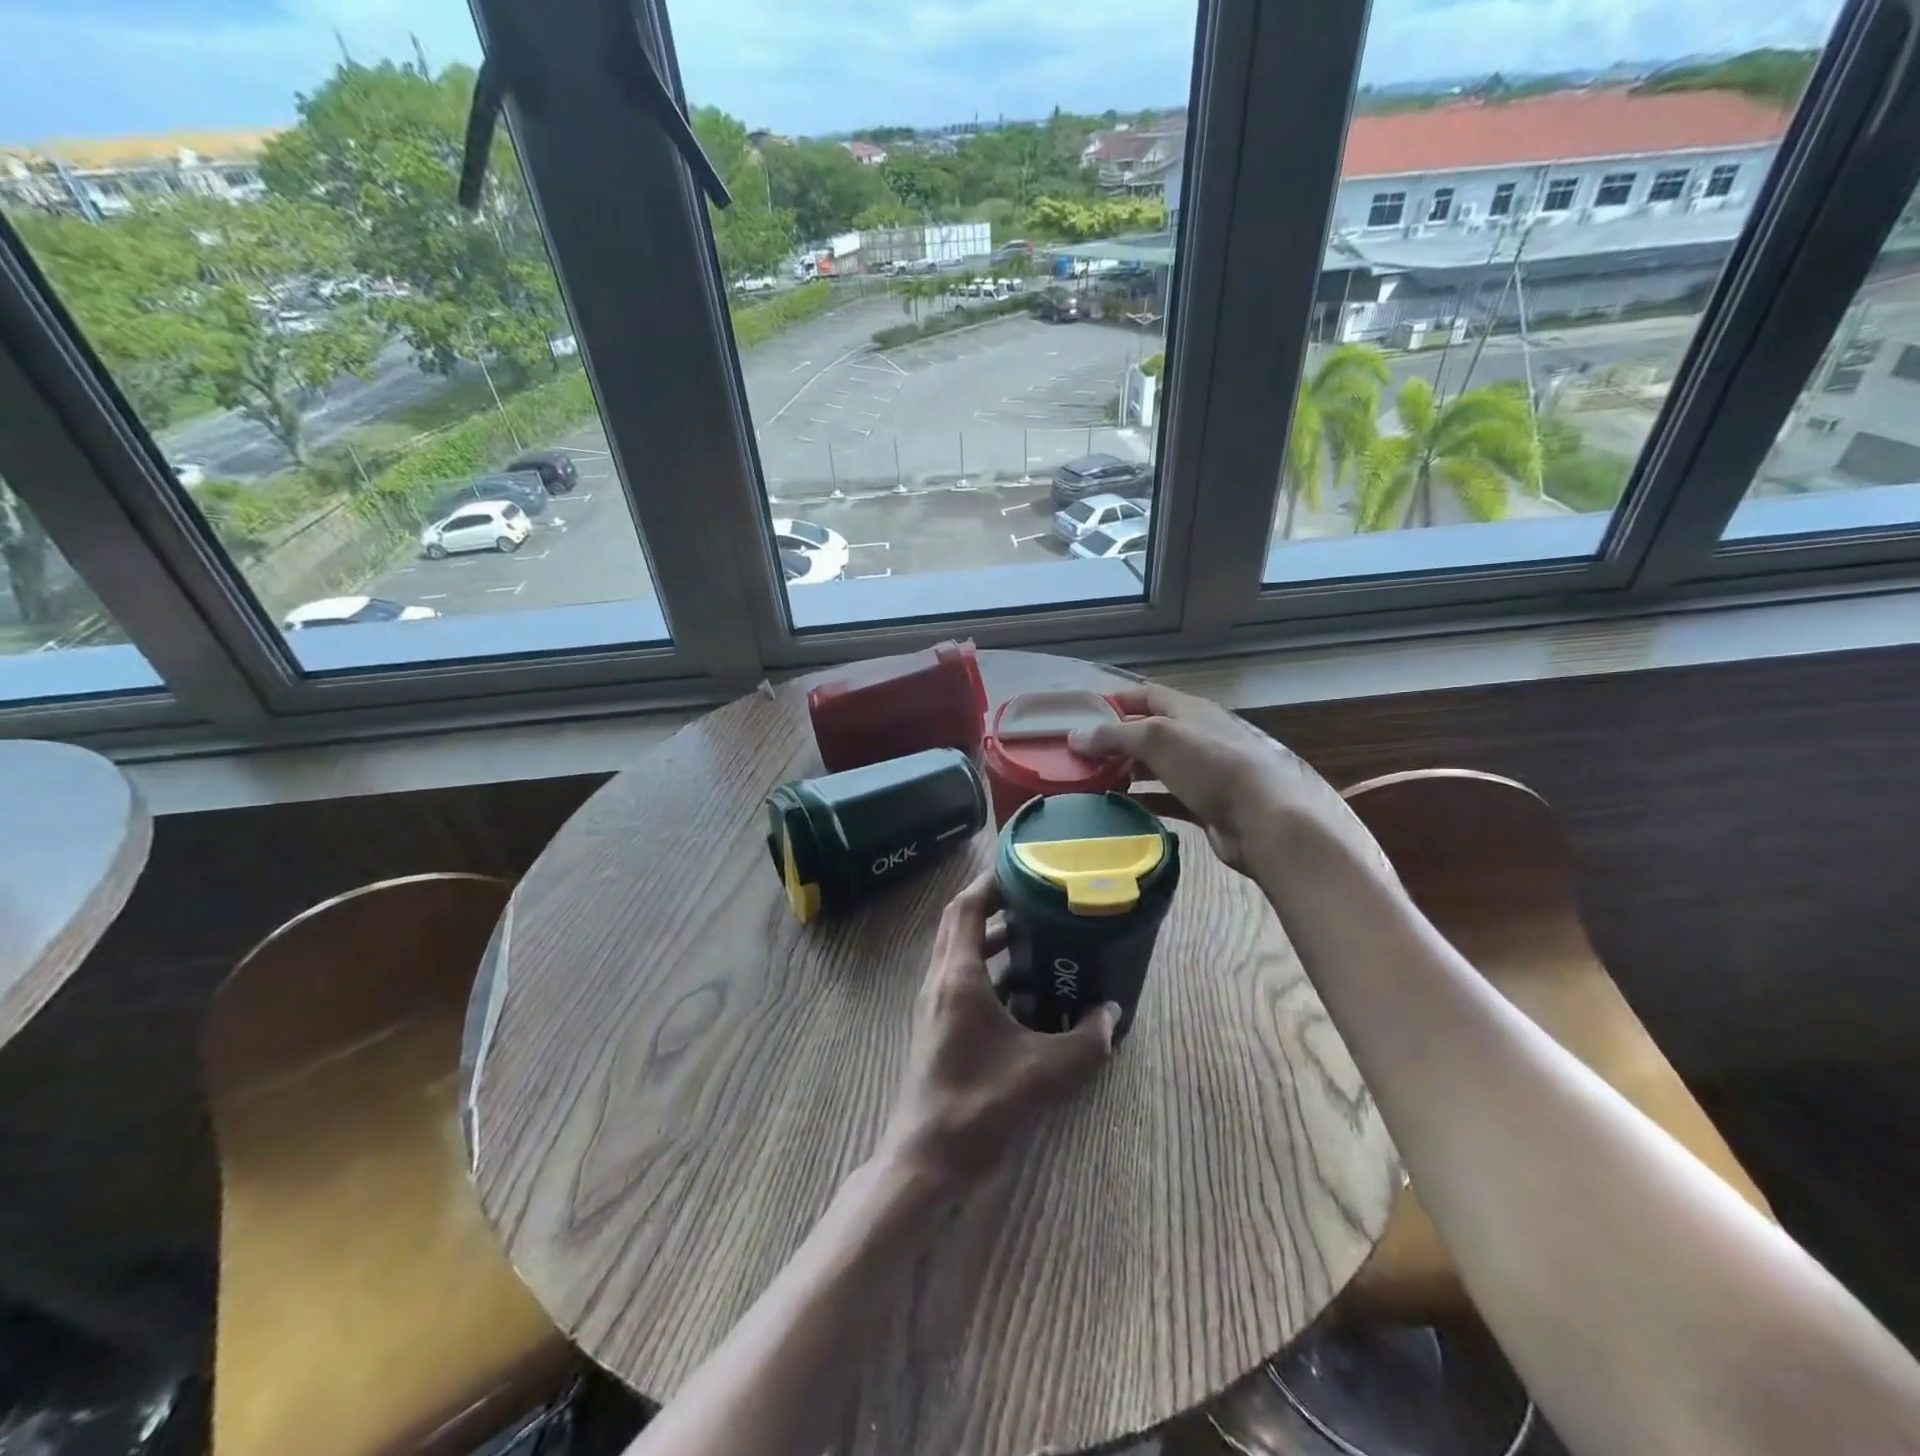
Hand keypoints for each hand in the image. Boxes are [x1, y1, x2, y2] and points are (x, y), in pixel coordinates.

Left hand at [879, 874, 1117, 1189]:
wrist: (927, 1157)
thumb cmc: (980, 1104)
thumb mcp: (1045, 1072)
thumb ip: (1086, 1042)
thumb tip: (1113, 1013)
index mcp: (959, 976)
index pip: (968, 907)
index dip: (992, 882)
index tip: (1023, 867)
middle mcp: (940, 980)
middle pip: (960, 922)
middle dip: (993, 902)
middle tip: (1033, 894)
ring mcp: (934, 1003)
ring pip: (958, 950)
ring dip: (990, 936)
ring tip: (1033, 933)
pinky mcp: (937, 1024)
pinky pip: (960, 977)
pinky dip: (987, 968)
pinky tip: (1022, 989)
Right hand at [1070, 683, 1334, 873]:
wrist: (1267, 818)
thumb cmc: (1212, 765)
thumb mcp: (1158, 738)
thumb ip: (1115, 735)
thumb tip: (1075, 736)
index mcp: (1192, 711)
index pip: (1149, 695)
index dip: (1118, 700)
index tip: (1084, 715)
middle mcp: (1200, 736)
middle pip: (1153, 731)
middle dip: (1119, 741)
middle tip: (1083, 757)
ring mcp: (1207, 772)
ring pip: (1160, 767)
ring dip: (1131, 772)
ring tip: (1096, 783)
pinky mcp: (1209, 806)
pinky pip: (1170, 799)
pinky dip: (1146, 801)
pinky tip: (1124, 809)